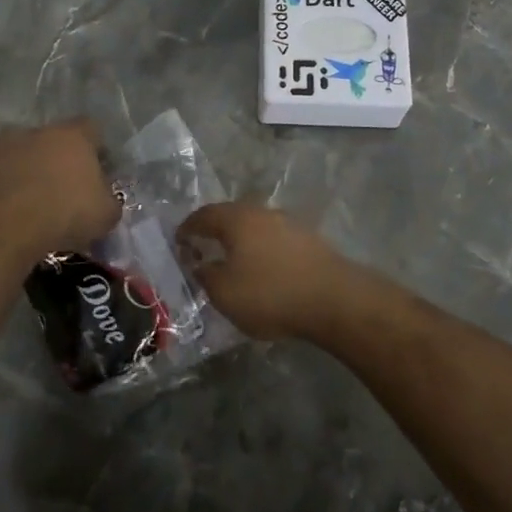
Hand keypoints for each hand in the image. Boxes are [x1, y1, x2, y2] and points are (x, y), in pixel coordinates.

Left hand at [0, 119, 120, 257]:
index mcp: (77, 136)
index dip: (97, 148)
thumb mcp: (107, 215)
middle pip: (56, 134)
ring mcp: (9, 142)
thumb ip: (110, 201)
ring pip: (20, 138)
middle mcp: (43, 131)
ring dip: (26, 153)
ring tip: (29, 177)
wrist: (12, 225)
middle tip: (65, 180)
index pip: (92, 128)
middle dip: (61, 152)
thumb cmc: (67, 213)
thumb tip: (106, 200)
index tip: (99, 170)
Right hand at [177, 203, 353, 340]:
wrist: (333, 299)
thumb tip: (199, 265)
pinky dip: (262, 251)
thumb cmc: (270, 293)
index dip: (187, 228)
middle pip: (230, 217)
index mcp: (236, 219)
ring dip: (240, 242)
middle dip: (214, 231)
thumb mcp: (224, 293)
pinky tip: (263, 271)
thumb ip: (205, 276)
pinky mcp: (309, 240)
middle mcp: (261, 212)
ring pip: (255, 228)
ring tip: (232, 262)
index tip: (178, 241)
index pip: (203, 215)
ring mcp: (288, 223)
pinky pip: (274, 241)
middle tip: (202, 250)